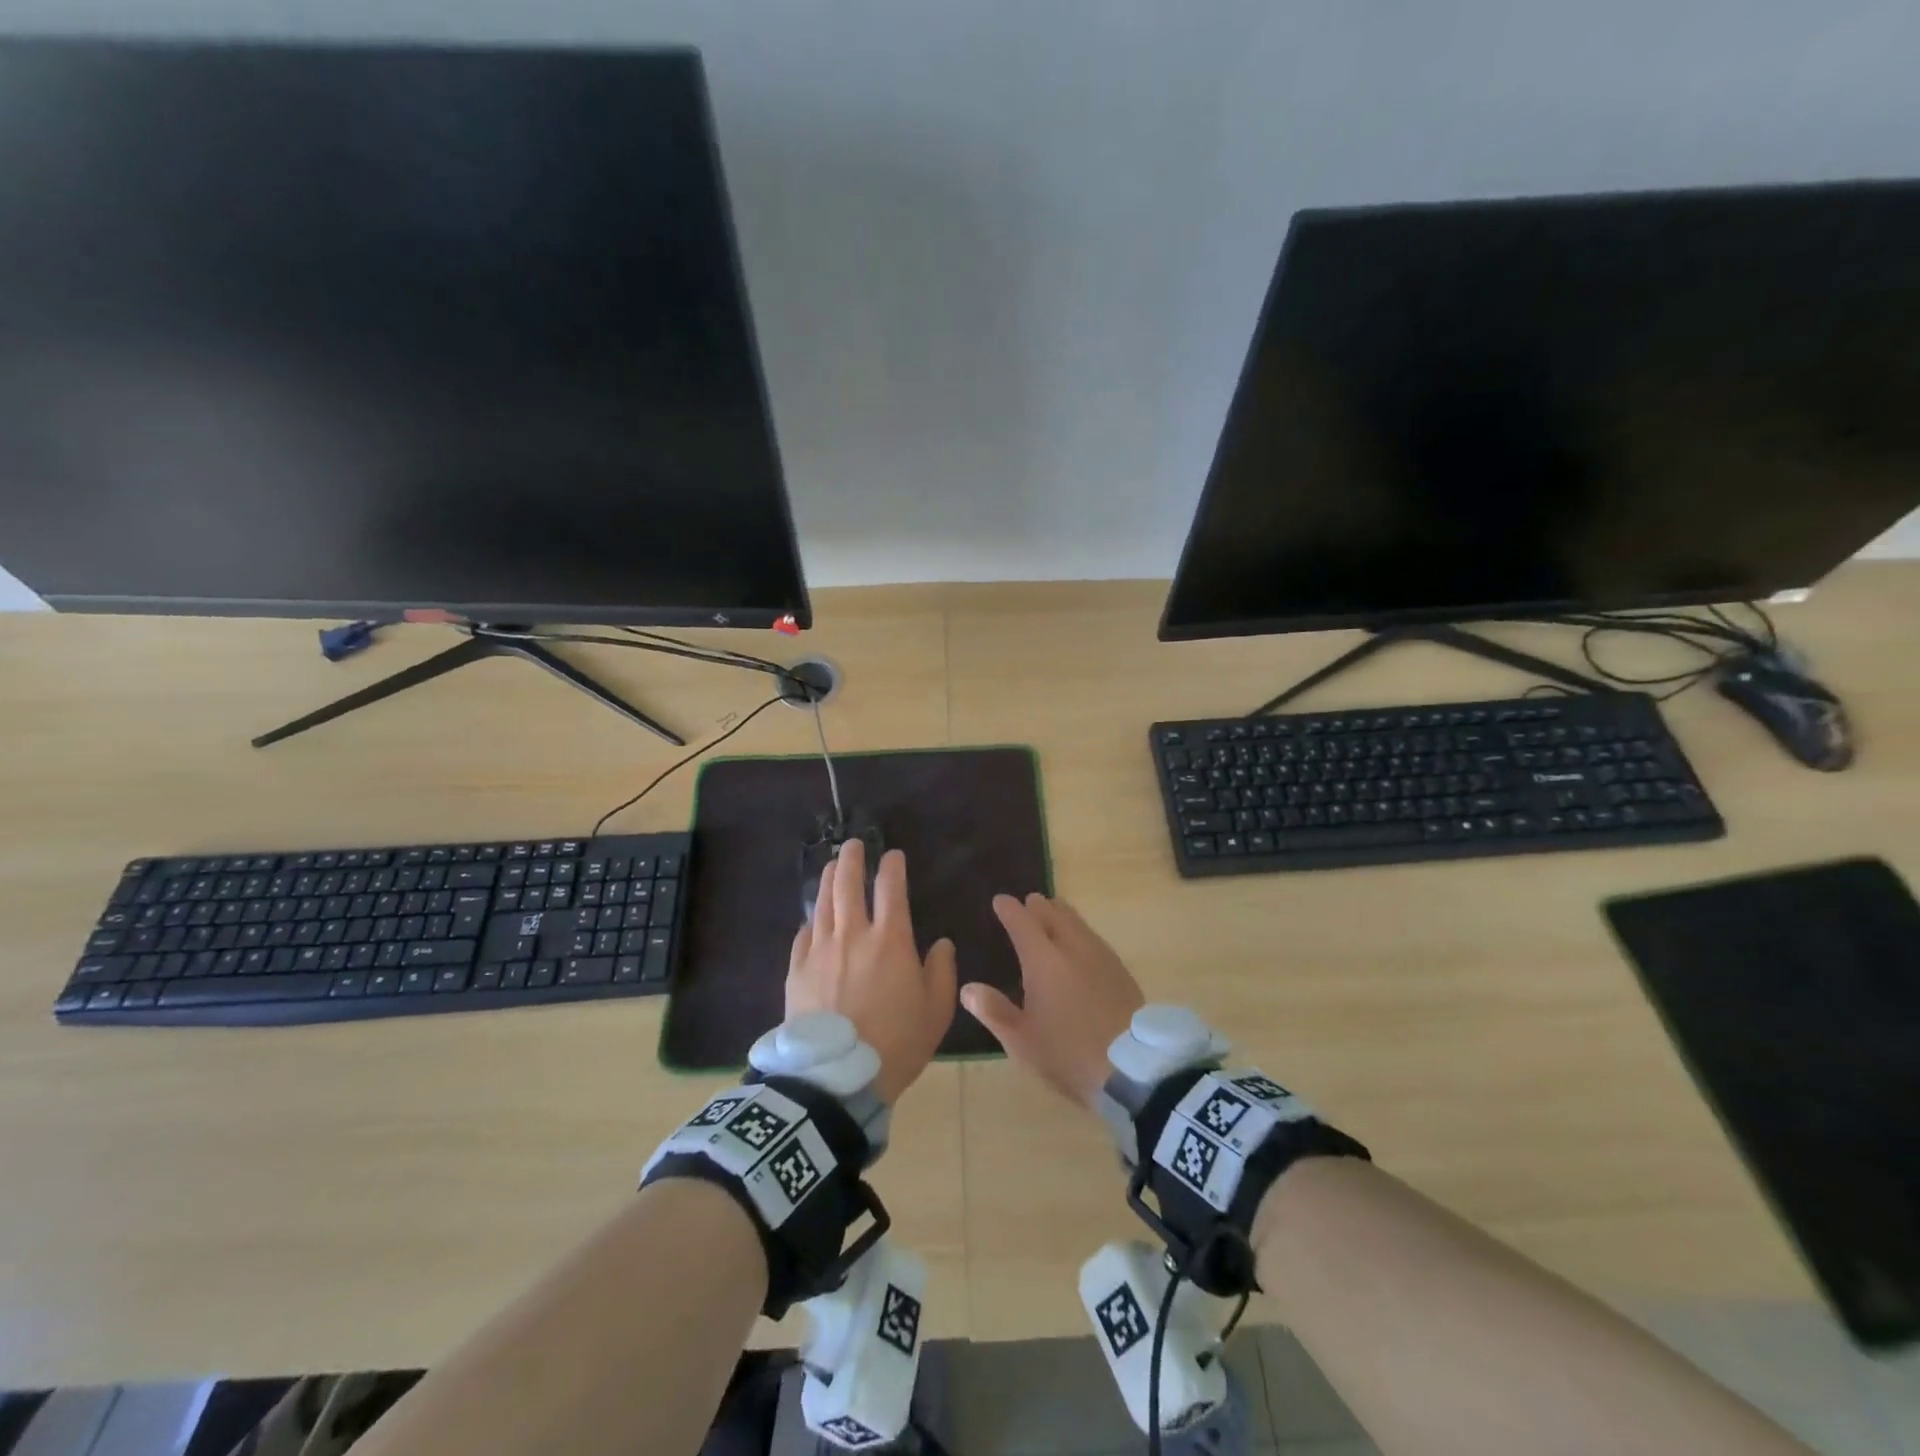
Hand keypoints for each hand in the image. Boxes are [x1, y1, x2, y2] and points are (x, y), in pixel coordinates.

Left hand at [787, 839, 956, 1105]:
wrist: (837, 1077)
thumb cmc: (896, 1043)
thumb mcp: (936, 1011)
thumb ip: (942, 972)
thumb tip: (942, 944)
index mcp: (891, 940)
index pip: (891, 888)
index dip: (892, 866)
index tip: (893, 855)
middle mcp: (853, 934)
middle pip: (848, 884)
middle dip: (852, 858)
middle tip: (853, 844)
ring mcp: (820, 950)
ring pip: (822, 903)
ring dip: (828, 879)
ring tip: (831, 865)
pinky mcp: (797, 970)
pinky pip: (803, 935)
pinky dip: (810, 921)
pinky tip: (812, 918)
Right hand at [963, 894, 1144, 1108]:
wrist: (1133, 1068)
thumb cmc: (1068, 1053)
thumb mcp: (1022, 1041)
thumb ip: (994, 1011)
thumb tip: (968, 988)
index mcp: (1043, 960)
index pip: (1022, 923)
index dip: (1009, 909)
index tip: (1000, 900)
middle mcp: (1072, 948)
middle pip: (1054, 915)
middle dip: (1038, 906)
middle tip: (1028, 902)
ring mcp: (1100, 957)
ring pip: (1078, 923)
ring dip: (1062, 914)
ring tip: (1054, 912)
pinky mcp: (1121, 971)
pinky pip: (1094, 938)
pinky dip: (1081, 931)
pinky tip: (1083, 944)